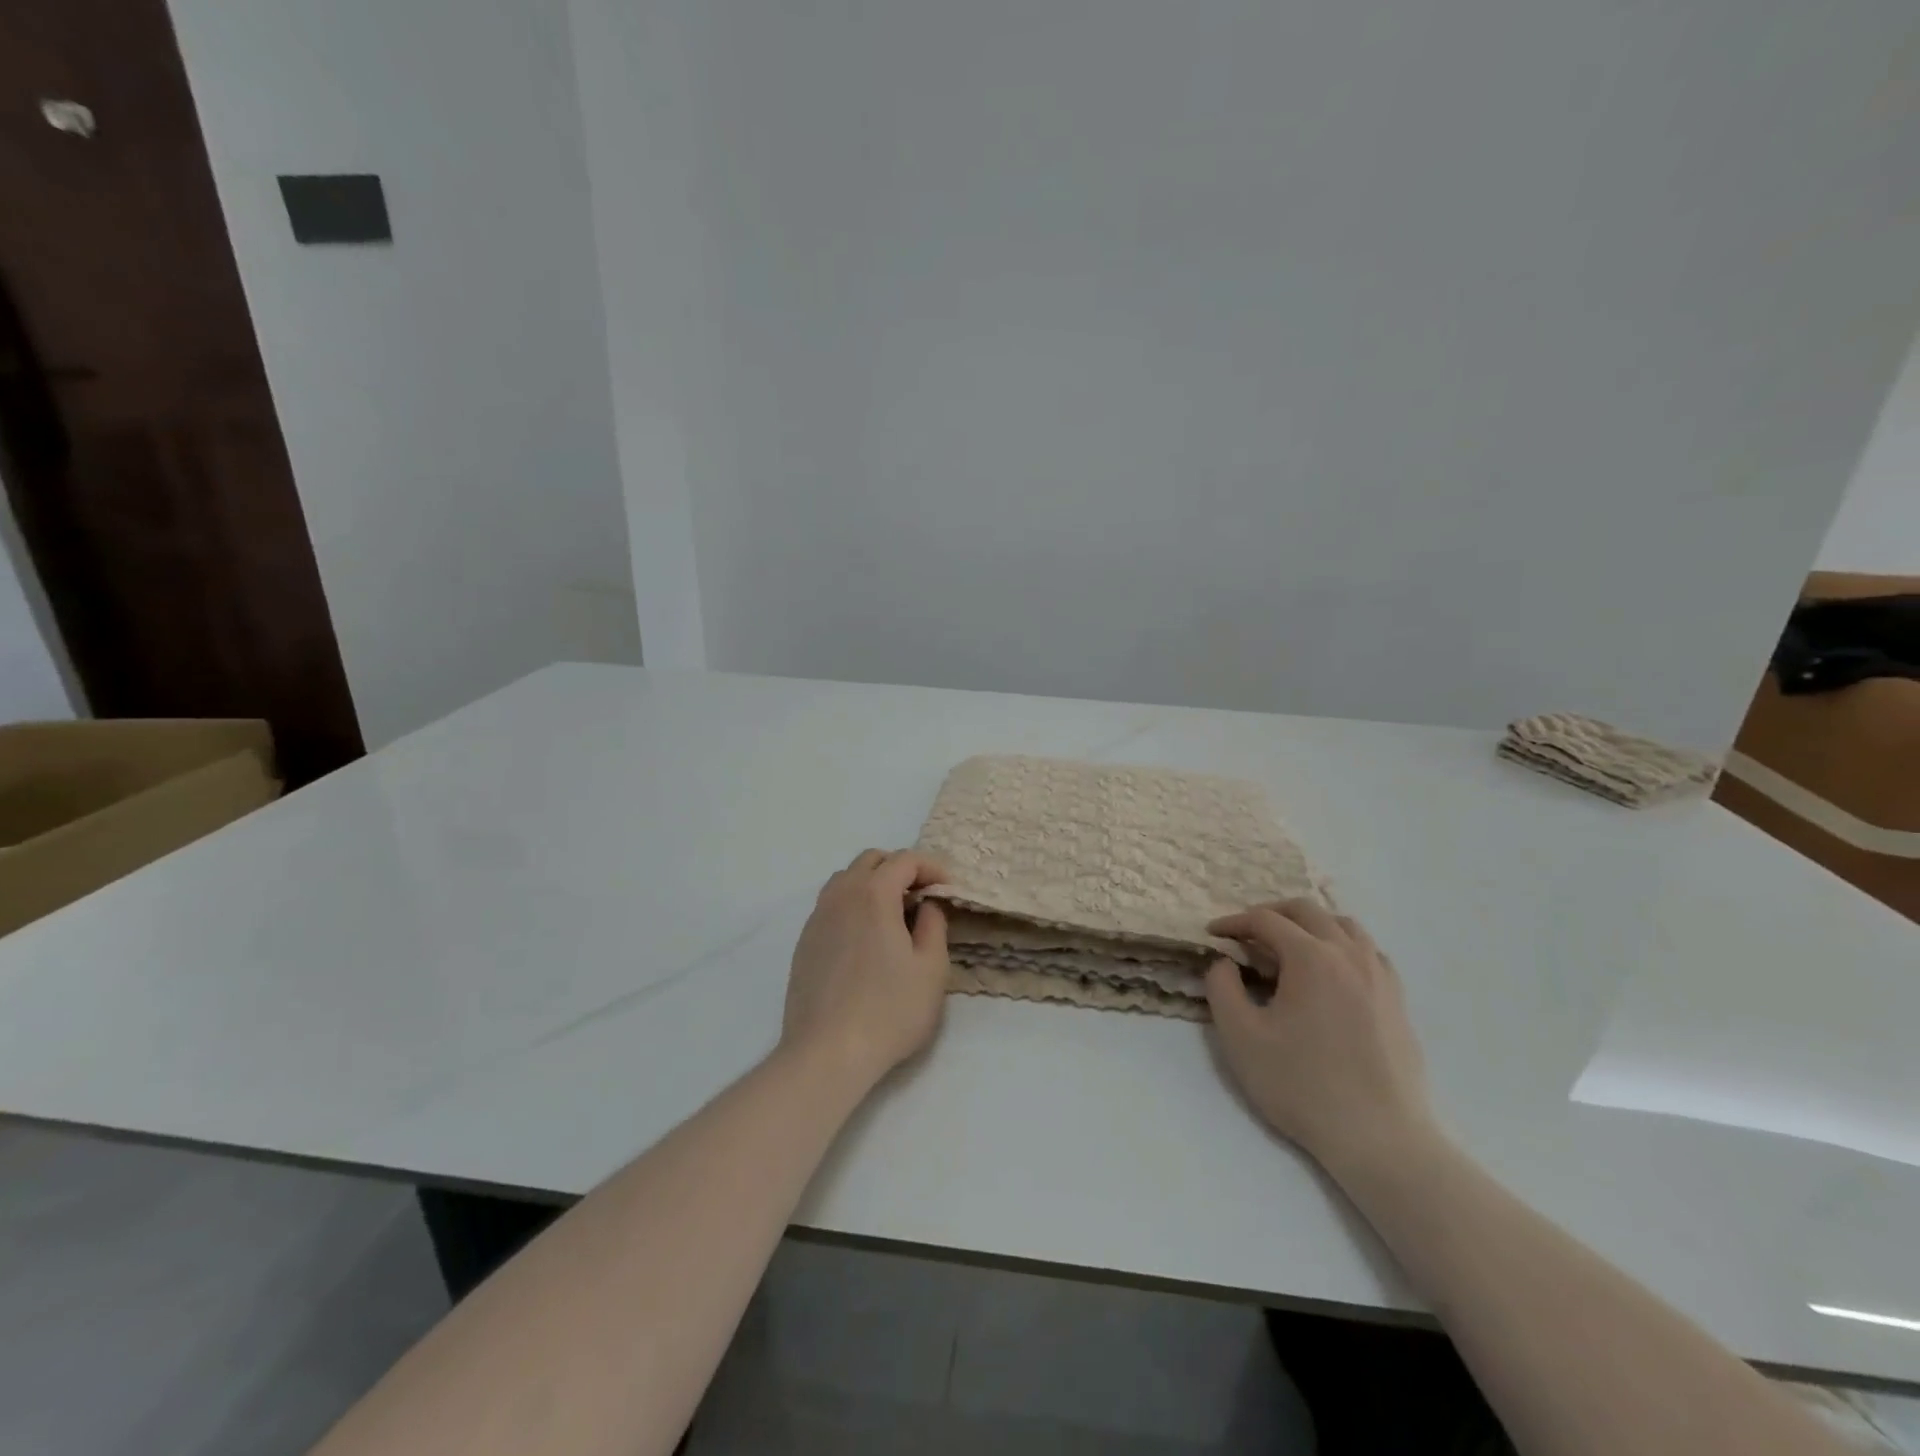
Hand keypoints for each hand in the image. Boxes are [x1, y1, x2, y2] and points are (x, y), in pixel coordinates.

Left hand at [781, 849, 950, 1089]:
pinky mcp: (805, 941)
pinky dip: (853, 904)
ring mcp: (817, 917)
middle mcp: (841, 895)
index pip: (904, 859)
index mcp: (874, 894)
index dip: (931, 866)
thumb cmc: (889, 1010)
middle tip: (922, 896)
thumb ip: (933, 925)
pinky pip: (831, 904)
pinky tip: (866, 937)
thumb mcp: (931, 968)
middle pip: (871, 860)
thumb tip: (925, 905)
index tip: (948, 888)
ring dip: (873, 883)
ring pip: (846, 879)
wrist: (826, 1053)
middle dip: (900, 868)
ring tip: (894, 914)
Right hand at [1205, 899, 1436, 1177]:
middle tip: (1245, 935)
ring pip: (1343, 925)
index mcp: (1311, 958)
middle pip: (1307, 910)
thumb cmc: (1301, 1085)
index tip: (1212, 935)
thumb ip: (1222, 987)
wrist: (1379, 1138)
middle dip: (1270, 914)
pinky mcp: (1397, 1000)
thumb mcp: (1240, 1037)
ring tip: (1287, 948)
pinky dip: (1341, 946)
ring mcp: (1380, 975)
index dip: (1234, 922)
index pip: (1265, 920)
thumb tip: (1225, 962)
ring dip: (1309, 925)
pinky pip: (1368, 952)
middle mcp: (1349, 954)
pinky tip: (1329, 973)